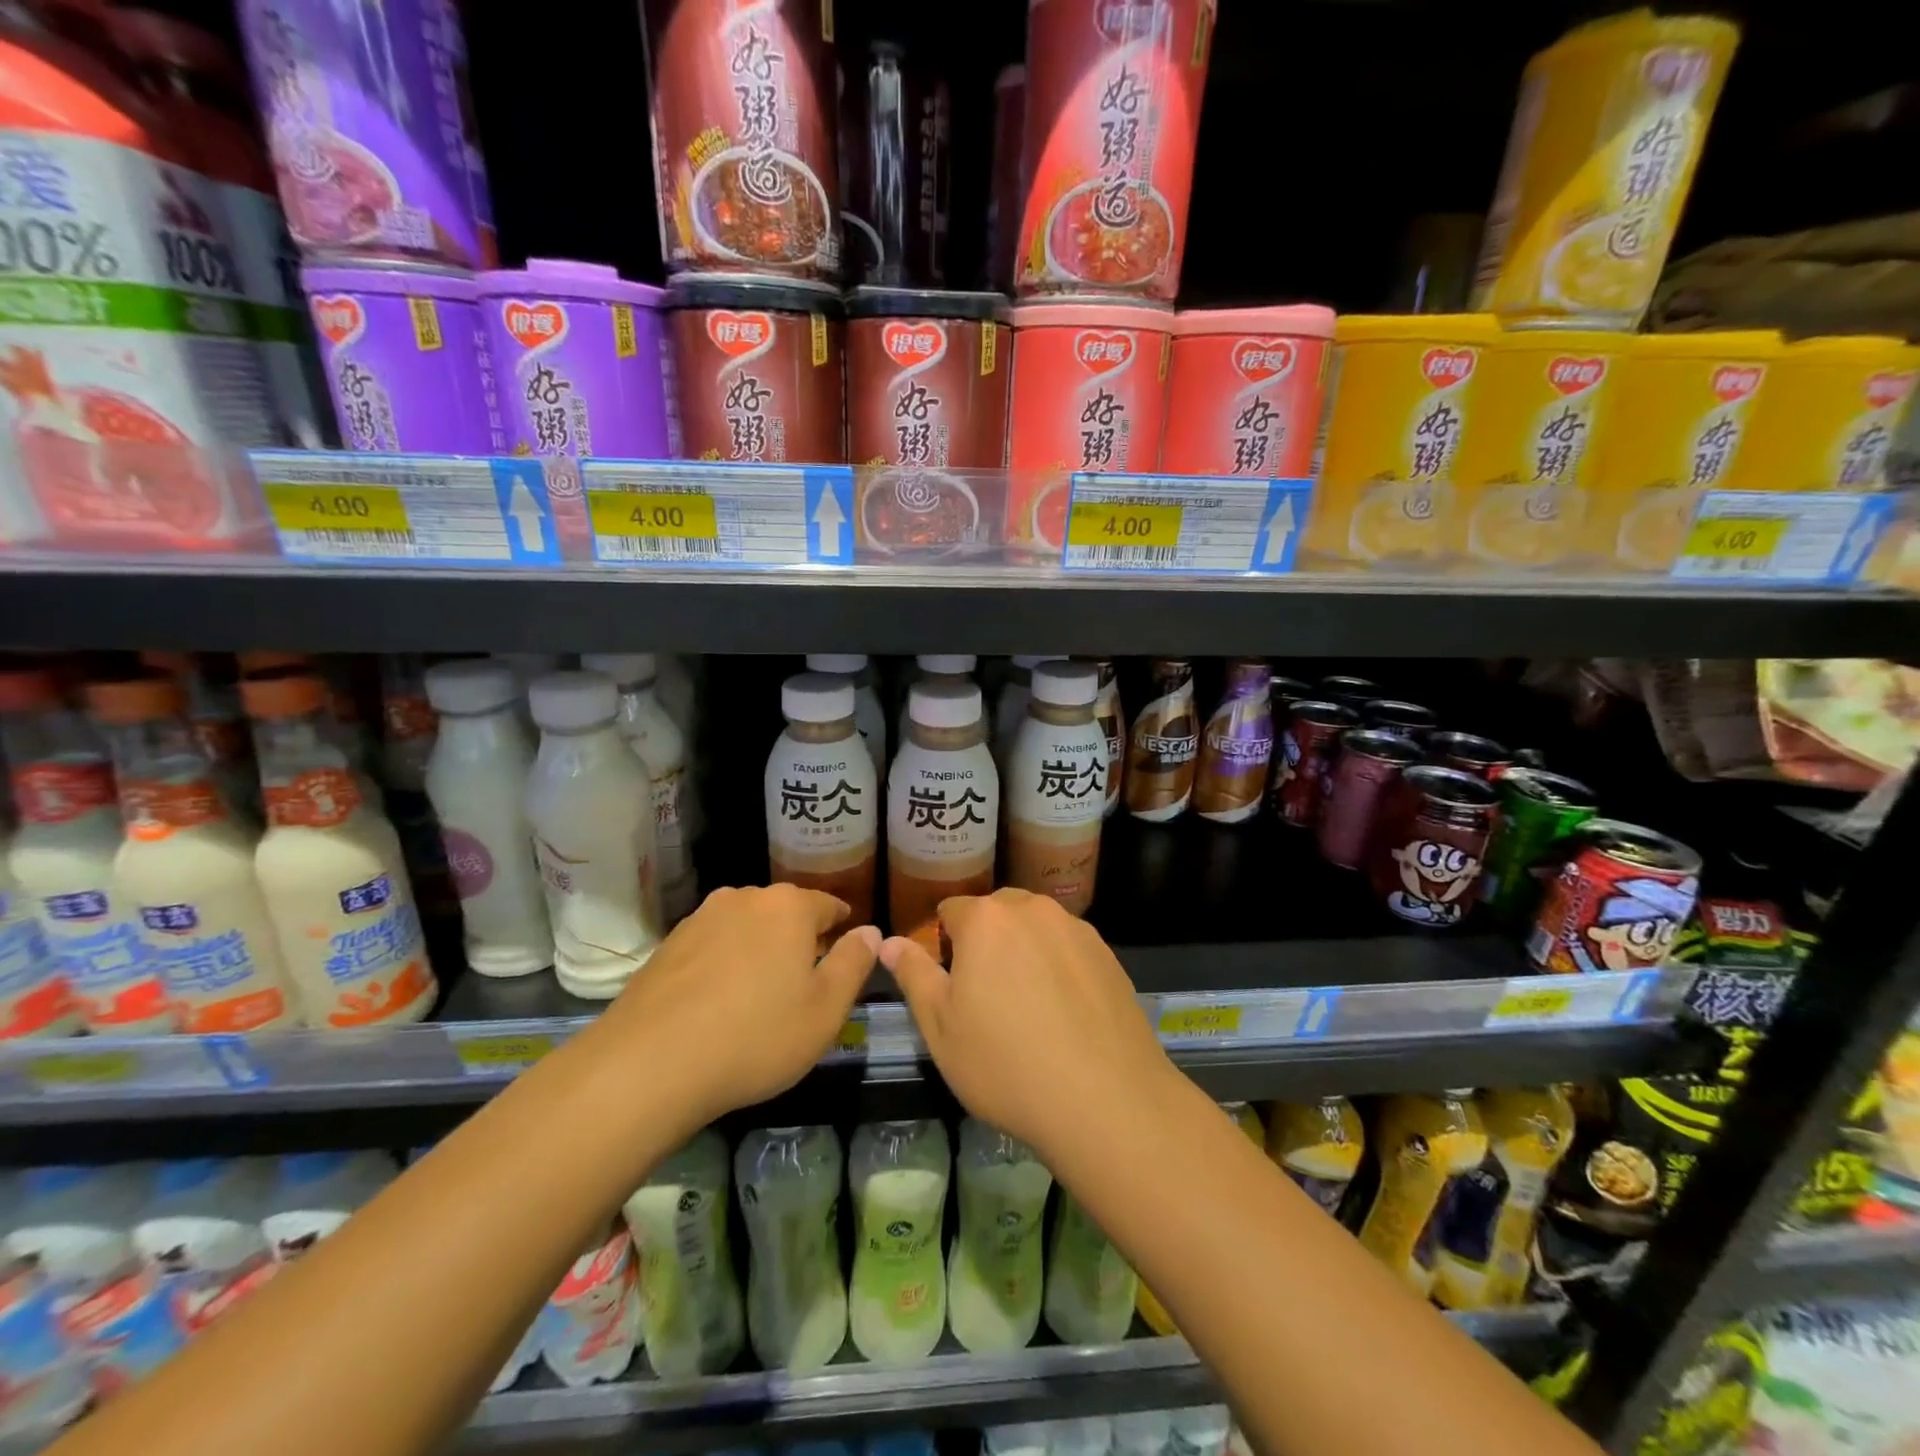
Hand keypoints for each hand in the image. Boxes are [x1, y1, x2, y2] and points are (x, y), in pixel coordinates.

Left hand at [600, 884, 879, 1127]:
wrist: (649, 1065)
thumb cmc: (756, 1036)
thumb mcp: (825, 1010)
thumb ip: (854, 964)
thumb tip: (870, 932)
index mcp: (789, 906)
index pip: (829, 906)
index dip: (842, 928)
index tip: (846, 950)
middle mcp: (744, 897)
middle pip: (785, 913)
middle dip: (799, 939)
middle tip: (806, 980)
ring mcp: (700, 918)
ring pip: (746, 927)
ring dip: (759, 950)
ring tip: (761, 993)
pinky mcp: (667, 945)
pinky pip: (712, 946)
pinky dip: (724, 965)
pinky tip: (719, 1002)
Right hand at [880, 888, 1177, 1160]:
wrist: (1106, 1101)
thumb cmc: (1006, 1064)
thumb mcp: (940, 1027)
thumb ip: (914, 975)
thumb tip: (889, 942)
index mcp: (986, 919)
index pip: (951, 910)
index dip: (944, 943)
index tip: (950, 983)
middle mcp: (1033, 910)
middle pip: (997, 912)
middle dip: (985, 941)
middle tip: (986, 996)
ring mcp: (1076, 929)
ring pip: (1036, 927)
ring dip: (1024, 950)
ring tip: (1028, 1006)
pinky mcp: (1109, 955)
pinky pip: (1069, 948)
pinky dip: (1059, 966)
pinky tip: (1065, 1014)